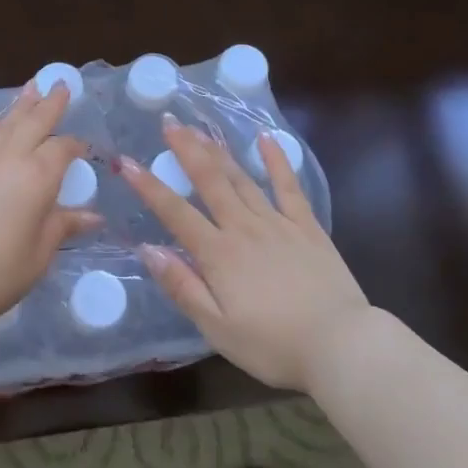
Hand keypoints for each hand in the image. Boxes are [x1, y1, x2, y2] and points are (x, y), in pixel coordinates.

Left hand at [0, 82, 99, 330]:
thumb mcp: (40, 253)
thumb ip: (65, 226)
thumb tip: (95, 217)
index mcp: (36, 177)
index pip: (62, 149)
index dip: (75, 146)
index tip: (84, 149)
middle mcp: (8, 159)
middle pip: (32, 123)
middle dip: (49, 103)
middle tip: (59, 84)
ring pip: (3, 124)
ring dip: (19, 105)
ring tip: (30, 87)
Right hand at [121, 117, 370, 390]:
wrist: (341, 346)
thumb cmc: (273, 345)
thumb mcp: (217, 328)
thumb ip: (183, 286)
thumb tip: (148, 250)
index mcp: (218, 254)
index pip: (176, 213)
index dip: (149, 187)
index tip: (127, 162)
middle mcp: (244, 228)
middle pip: (210, 181)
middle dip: (187, 150)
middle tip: (170, 122)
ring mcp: (277, 223)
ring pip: (242, 179)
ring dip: (219, 151)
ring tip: (201, 128)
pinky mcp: (307, 227)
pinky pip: (288, 187)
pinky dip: (276, 161)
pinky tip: (265, 139)